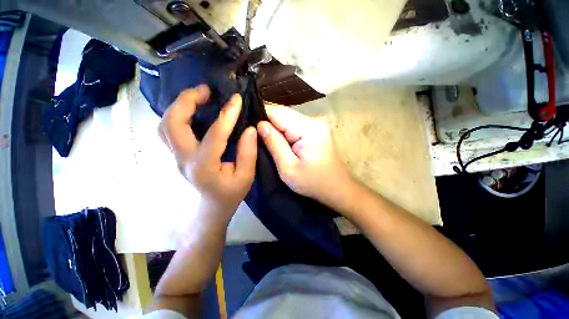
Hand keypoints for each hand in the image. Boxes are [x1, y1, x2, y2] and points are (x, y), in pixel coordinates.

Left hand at [158, 85, 256, 217]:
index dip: (227, 115)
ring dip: (180, 105)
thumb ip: (248, 152)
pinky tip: (193, 110)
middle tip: (207, 90)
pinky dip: (177, 114)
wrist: (212, 206)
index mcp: (204, 167)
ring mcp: (176, 156)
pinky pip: (168, 129)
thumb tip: (249, 128)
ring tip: (200, 96)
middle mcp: (184, 159)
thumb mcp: (246, 176)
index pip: (214, 135)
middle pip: (172, 123)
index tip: (237, 99)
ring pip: (165, 124)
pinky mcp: (176, 154)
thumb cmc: (231, 193)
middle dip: (187, 101)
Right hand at [257, 106, 355, 212]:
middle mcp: (314, 120)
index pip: (277, 112)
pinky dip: (286, 132)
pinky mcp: (317, 129)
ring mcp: (317, 123)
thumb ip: (274, 144)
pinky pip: (295, 125)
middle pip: (283, 114)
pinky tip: (283, 144)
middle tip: (261, 141)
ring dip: (278, 129)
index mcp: (308, 128)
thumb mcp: (288, 168)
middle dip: (270, 125)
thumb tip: (260, 124)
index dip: (262, 118)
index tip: (252, 131)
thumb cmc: (313, 183)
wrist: (337, 188)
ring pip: (288, 119)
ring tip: (272, 144)